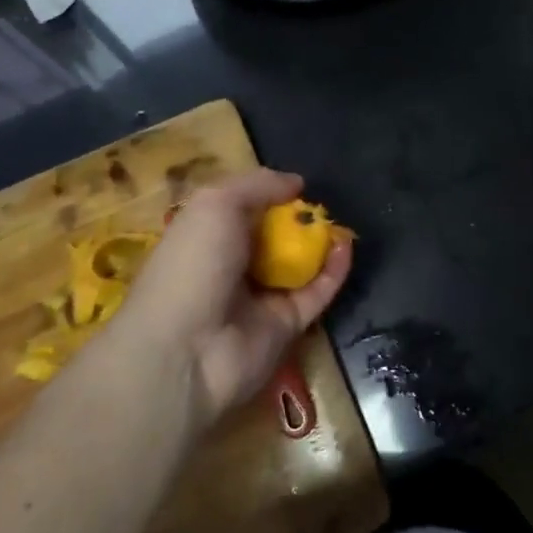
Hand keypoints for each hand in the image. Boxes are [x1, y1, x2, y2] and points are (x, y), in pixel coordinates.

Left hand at [118, 170, 352, 430]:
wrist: (186, 350)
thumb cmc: (193, 263)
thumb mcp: (215, 204)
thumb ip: (257, 185)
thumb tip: (296, 182)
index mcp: (206, 236)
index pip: (242, 210)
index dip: (268, 194)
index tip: (296, 184)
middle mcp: (232, 265)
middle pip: (273, 236)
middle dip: (298, 218)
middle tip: (321, 203)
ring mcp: (261, 298)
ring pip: (299, 264)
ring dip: (320, 241)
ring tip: (340, 221)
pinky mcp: (288, 325)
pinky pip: (317, 292)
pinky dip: (334, 269)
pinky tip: (346, 245)